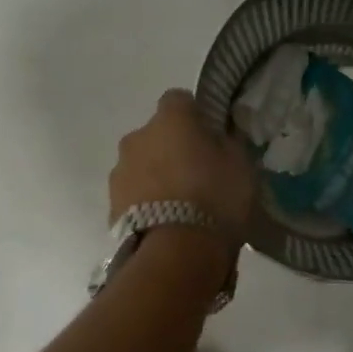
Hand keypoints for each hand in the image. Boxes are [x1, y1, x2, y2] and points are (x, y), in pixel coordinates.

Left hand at [110, 89, 255, 247]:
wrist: (175, 252)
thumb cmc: (215, 198)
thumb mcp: (241, 165)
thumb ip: (227, 143)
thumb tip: (219, 136)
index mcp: (171, 119)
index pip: (179, 99)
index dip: (195, 115)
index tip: (210, 135)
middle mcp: (137, 137)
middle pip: (157, 134)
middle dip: (173, 148)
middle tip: (197, 173)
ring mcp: (120, 171)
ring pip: (142, 164)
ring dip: (157, 175)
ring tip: (181, 204)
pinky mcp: (111, 204)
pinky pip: (134, 193)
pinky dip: (147, 201)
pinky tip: (167, 222)